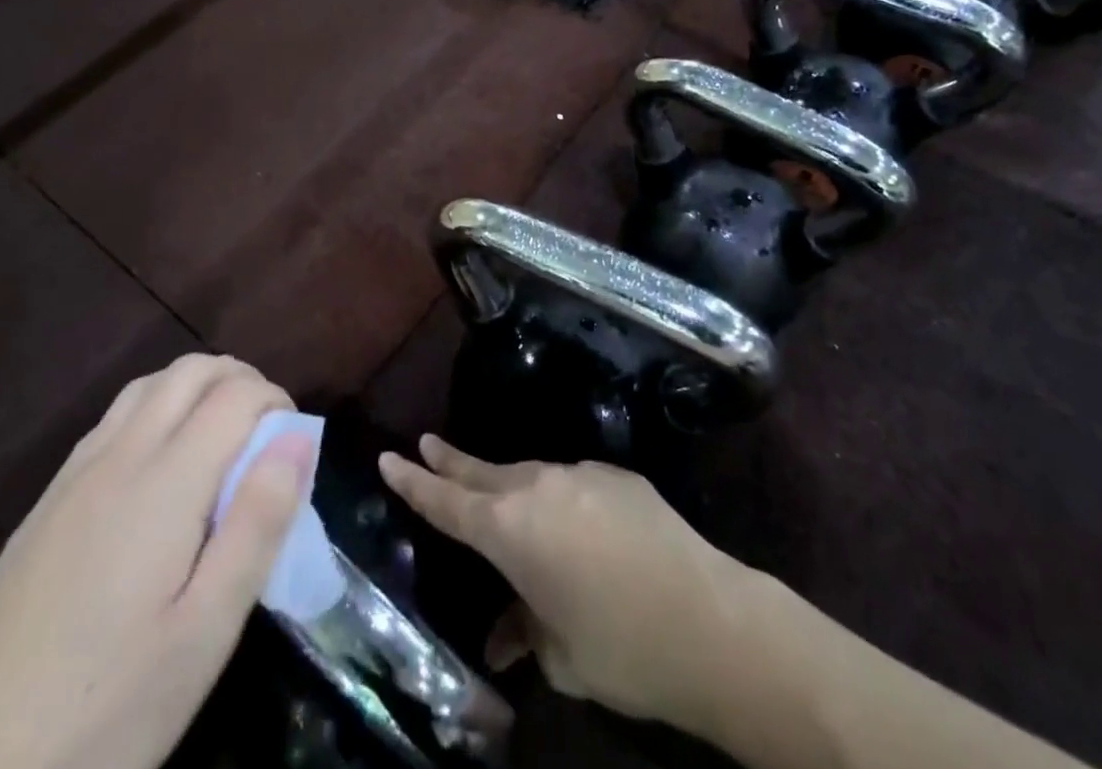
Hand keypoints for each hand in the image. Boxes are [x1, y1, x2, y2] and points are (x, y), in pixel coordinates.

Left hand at [0, 356, 312, 768]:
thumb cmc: (103, 711)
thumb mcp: (204, 634)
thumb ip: (258, 525)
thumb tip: (298, 437)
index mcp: (163, 483)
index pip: (236, 394)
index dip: (277, 402)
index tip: (294, 449)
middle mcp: (117, 458)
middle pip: (190, 371)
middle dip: (241, 381)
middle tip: (265, 439)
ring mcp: (72, 478)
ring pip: (147, 387)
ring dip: (195, 390)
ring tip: (220, 446)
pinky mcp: (43, 506)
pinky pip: (111, 421)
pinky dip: (154, 412)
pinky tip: (158, 474)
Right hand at [378, 436, 753, 734]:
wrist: (711, 622)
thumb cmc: (621, 648)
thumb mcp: (560, 656)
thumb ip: (525, 631)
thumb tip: (506, 634)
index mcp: (511, 530)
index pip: (447, 503)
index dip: (415, 483)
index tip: (390, 456)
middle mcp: (540, 488)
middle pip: (483, 472)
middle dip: (451, 462)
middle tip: (427, 444)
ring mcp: (582, 475)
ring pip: (531, 477)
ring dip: (511, 488)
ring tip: (500, 503)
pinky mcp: (619, 475)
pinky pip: (574, 485)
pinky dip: (561, 502)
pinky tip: (577, 532)